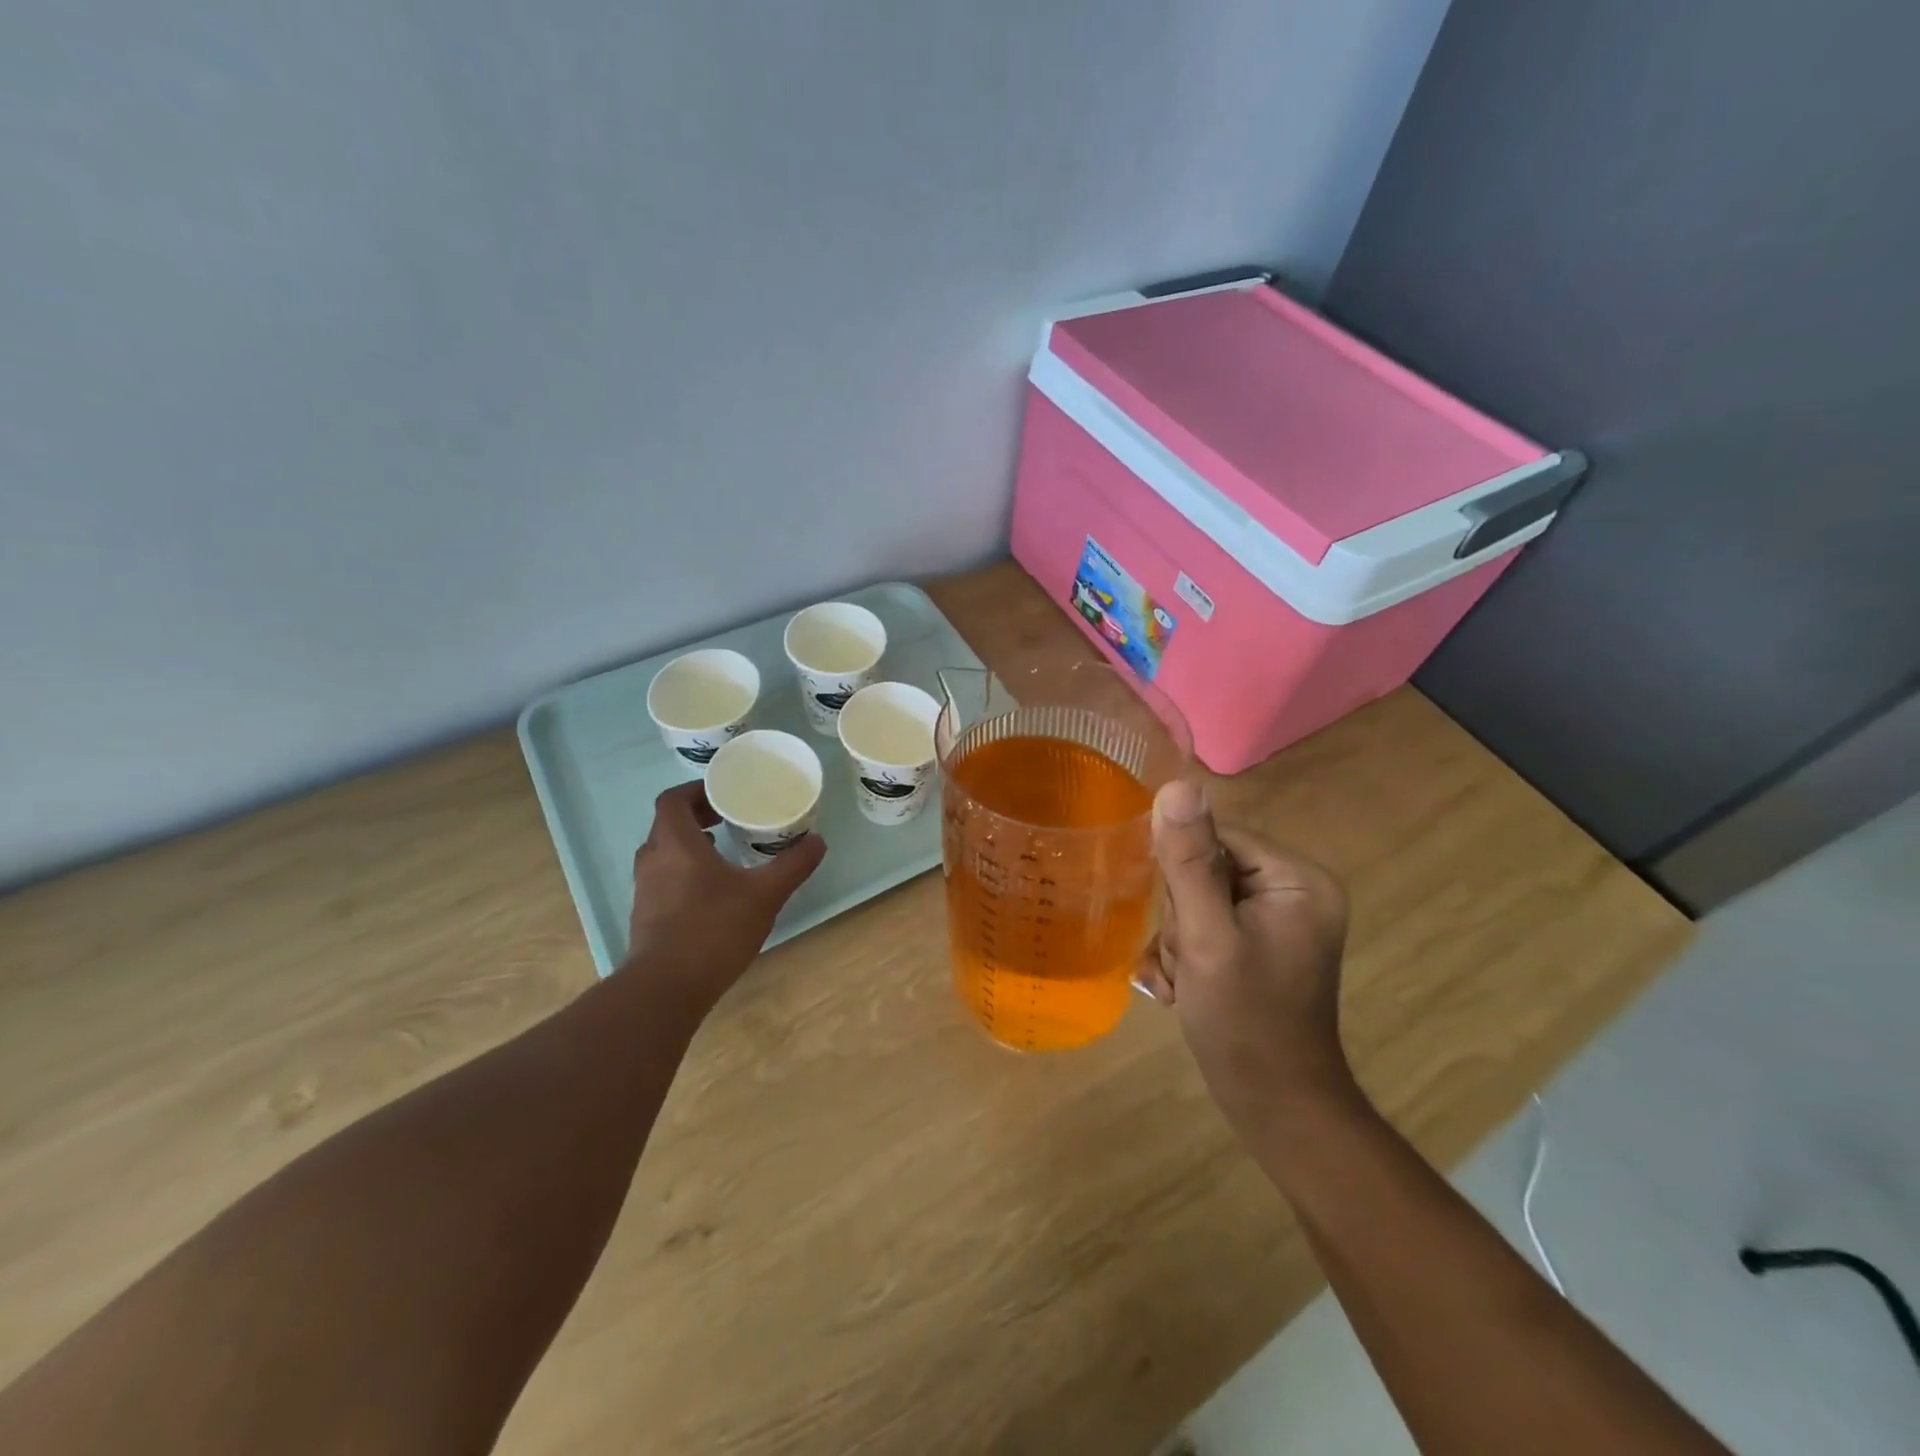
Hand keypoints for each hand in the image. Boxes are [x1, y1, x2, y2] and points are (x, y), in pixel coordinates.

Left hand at [623, 781, 825, 1005]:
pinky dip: (683, 872)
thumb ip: (792, 865)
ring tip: (722, 851)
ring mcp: (644, 890)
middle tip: (727, 819)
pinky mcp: (645, 916)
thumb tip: (818, 842)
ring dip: (688, 845)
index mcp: (676, 843)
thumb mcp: (765, 894)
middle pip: (667, 824)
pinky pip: (662, 879)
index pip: (673, 800)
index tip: (723, 794)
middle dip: (696, 817)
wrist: (667, 988)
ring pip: (663, 853)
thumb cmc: (714, 929)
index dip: (696, 791)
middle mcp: (653, 860)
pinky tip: (711, 892)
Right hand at [1138, 779, 1355, 1140]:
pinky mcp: (1258, 943)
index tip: (1175, 921)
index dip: (1180, 873)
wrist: (1275, 1109)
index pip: (1216, 836)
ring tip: (1182, 980)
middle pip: (1204, 869)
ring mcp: (1276, 919)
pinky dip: (1185, 955)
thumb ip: (1189, 862)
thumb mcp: (1208, 937)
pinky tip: (1179, 987)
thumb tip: (1177, 786)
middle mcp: (1293, 891)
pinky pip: (1205, 924)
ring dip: (1176, 940)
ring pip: (1196, 899)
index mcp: (1297, 879)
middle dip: (1179, 917)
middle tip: (1185, 962)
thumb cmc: (1245, 1023)